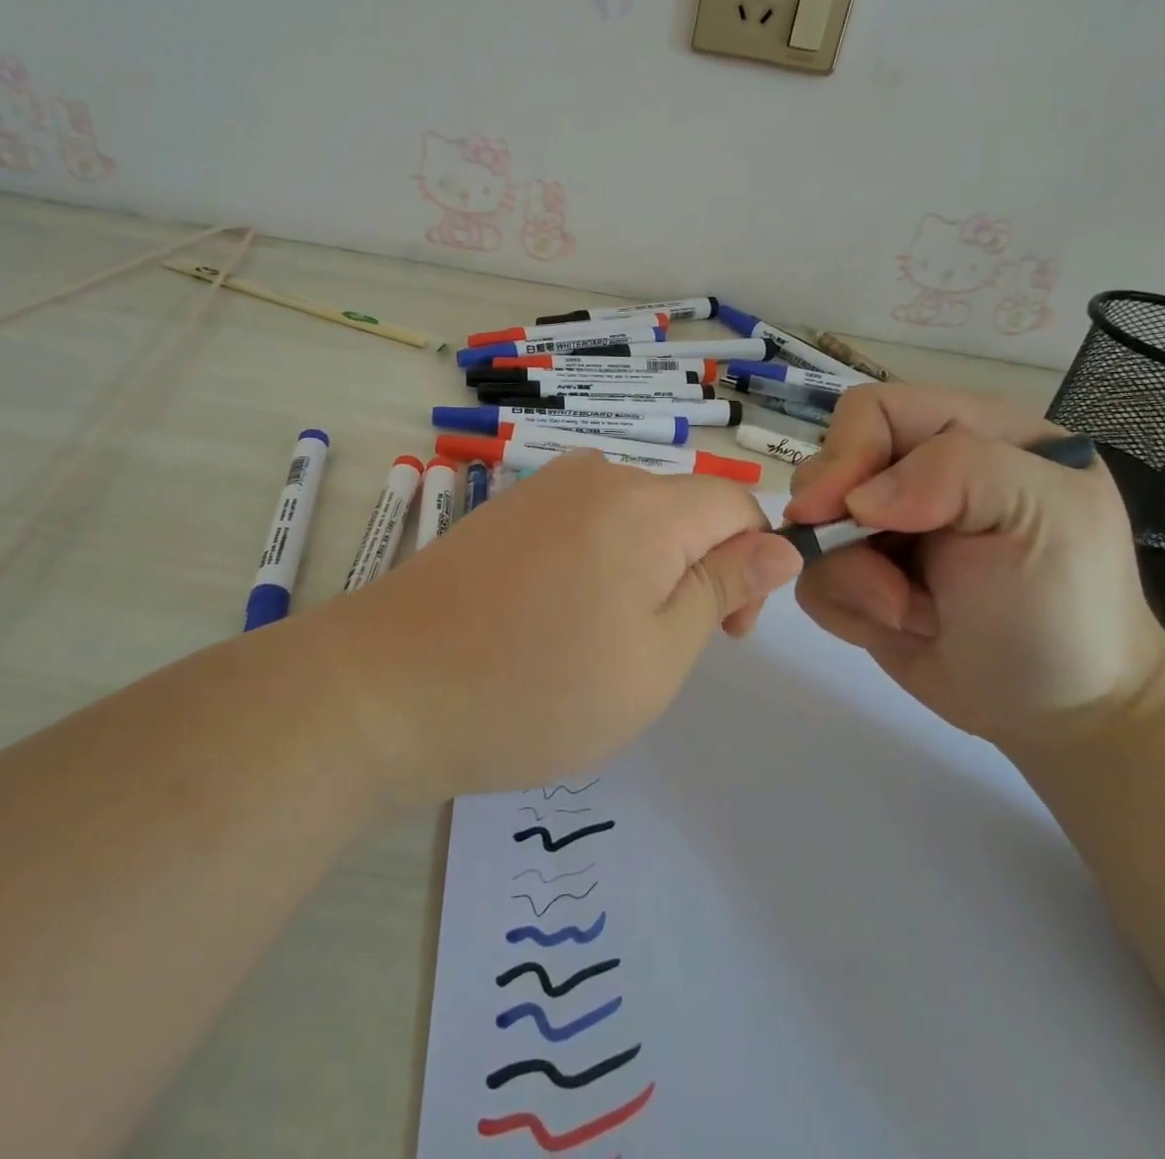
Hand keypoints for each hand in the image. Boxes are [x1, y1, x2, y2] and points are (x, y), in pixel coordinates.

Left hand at [299, 453, 803, 806]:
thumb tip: (781, 545)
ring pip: (631, 520)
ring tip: (598, 644)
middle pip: (682, 510)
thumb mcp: (657, 656)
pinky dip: (594, 567)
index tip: (725, 634)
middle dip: (694, 572)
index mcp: (645, 504)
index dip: (751, 564)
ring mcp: (541, 489)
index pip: (736, 503)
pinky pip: (581, 526)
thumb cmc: (537, 688)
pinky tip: (552, 622)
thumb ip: (723, 589)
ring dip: (643, 574)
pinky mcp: (504, 511)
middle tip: (653, 653)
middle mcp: (595, 475)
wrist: (384, 689)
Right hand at [785, 384, 1164, 745]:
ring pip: (810, 527)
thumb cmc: (1065, 608)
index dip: (847, 452)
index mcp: (972, 433)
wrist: (1062, 712)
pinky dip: (844, 607)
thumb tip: (854, 500)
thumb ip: (958, 471)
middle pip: (829, 466)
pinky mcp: (862, 578)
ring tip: (909, 612)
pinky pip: (813, 577)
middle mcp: (920, 473)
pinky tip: (899, 626)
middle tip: (884, 579)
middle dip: (841, 527)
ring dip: (849, 577)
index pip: (874, 411)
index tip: (839, 510)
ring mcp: (886, 528)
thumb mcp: (1044, 517)